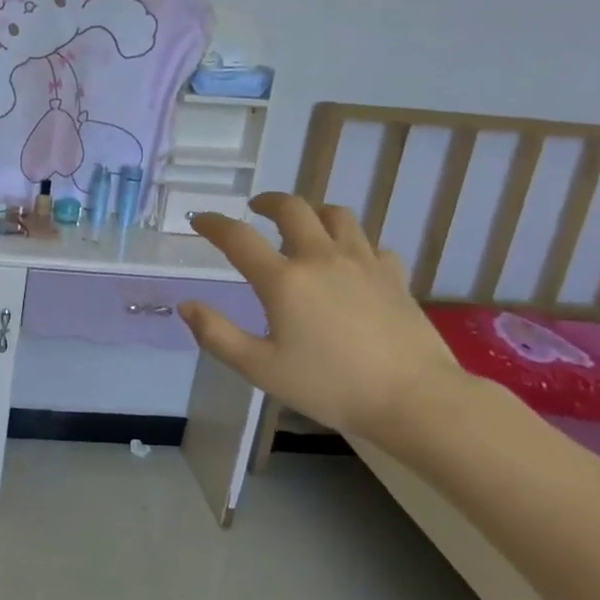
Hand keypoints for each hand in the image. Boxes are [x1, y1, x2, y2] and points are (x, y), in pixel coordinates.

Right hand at [181, 194, 463, 439]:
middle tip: (255, 208)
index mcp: (284, 280)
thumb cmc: (329, 386)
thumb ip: (217, 335)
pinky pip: (370, 244)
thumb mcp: (260, 368)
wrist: (413, 398)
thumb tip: (187, 306)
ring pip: (336, 215)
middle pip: (293, 209)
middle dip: (268, 201)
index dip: (213, 224)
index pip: (239, 238)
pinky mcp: (394, 275)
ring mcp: (363, 262)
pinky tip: (350, 261)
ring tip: (303, 224)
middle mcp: (321, 258)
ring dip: (313, 212)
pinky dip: (353, 244)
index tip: (199, 219)